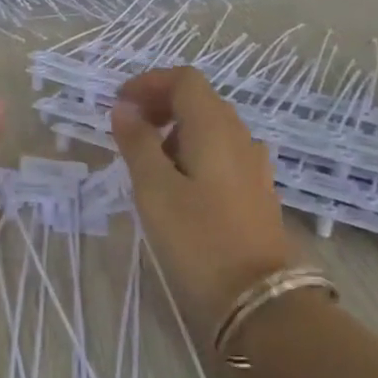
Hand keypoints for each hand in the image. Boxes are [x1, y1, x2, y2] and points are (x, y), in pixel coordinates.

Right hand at [110, 66, 295, 332]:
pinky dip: (192, 151)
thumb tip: (123, 108)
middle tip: (127, 130)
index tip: (118, 104)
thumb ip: (137, 142)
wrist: (259, 298)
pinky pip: (220, 153)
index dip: (148, 83)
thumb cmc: (198, 239)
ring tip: (145, 162)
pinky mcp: (255, 189)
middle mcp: (239, 136)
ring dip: (174, 130)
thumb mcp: (154, 189)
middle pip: (199, 99)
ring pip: (210, 127)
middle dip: (159, 104)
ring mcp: (253, 164)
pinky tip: (176, 185)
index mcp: (215, 127)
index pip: (184, 79)